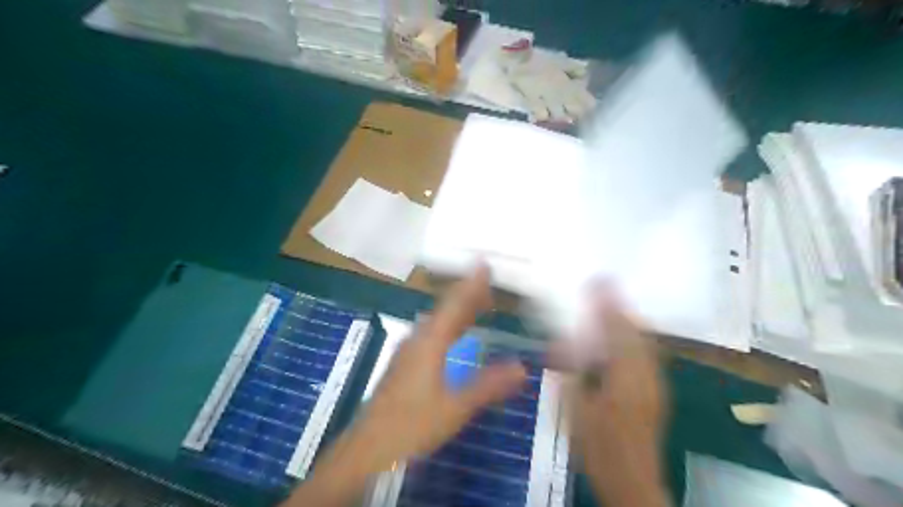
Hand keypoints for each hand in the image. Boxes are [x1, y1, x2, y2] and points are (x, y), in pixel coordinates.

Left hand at [288, 265, 529, 506]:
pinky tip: (453, 335)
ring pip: (437, 321)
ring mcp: (408, 351)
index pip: (455, 305)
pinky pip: (431, 334)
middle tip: (489, 282)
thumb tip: (522, 367)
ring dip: (458, 310)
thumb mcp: (454, 407)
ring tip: (478, 303)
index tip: (484, 263)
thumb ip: (488, 385)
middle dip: (467, 294)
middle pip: (445, 309)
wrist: (367, 449)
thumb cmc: (411, 425)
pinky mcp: (404, 364)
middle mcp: (418, 339)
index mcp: (430, 342)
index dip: (471, 284)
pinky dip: (449, 326)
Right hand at [558, 284, 668, 506]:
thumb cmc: (598, 445)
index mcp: (625, 376)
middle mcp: (647, 373)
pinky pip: (646, 353)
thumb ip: (571, 372)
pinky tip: (617, 339)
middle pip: (636, 331)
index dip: (607, 304)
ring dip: (627, 321)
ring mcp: (656, 382)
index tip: (597, 280)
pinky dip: (632, 338)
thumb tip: (561, 342)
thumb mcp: (575, 407)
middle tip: (602, 289)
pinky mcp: (656, 390)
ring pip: (644, 340)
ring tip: (609, 307)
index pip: (617, 330)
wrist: (632, 480)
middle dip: (620, 308)